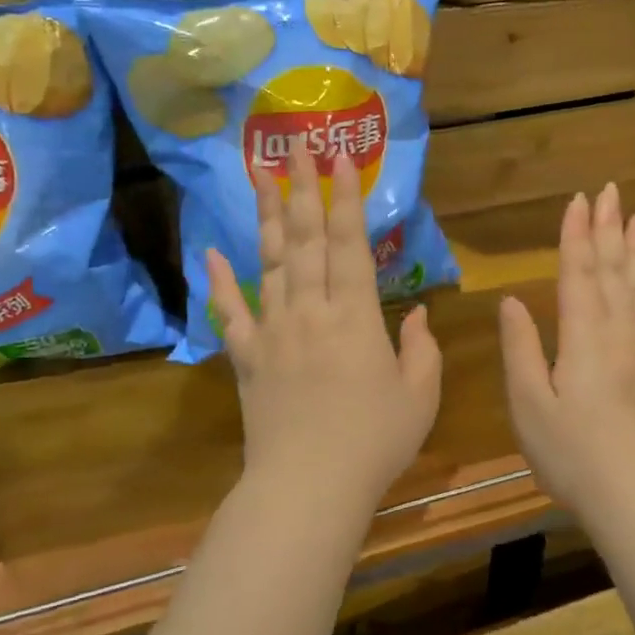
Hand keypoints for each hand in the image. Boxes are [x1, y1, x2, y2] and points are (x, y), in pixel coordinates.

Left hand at [206, 142, 440, 507]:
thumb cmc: (374, 442)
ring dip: (266, 216)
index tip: (340, 158)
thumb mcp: (419, 396)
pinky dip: (219, 282)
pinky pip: (230, 314)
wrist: (308, 488)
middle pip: (304, 239)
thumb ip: (422, 348)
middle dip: (303, 188)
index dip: (346, 198)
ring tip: (259, 174)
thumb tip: (421, 313)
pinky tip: (212, 252)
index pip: (349, 244)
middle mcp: (310, 311)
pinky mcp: (247, 358)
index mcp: (355, 316)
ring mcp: (273, 331)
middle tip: (297, 145)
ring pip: (269, 262)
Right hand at [498, 185, 634, 521]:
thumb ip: (520, 348)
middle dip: (609, 227)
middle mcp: (619, 332)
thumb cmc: (573, 455)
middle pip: (613, 269)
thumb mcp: (529, 405)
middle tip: (611, 190)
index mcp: (583, 336)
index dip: (577, 234)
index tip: (579, 199)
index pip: (579, 271)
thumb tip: (511, 300)